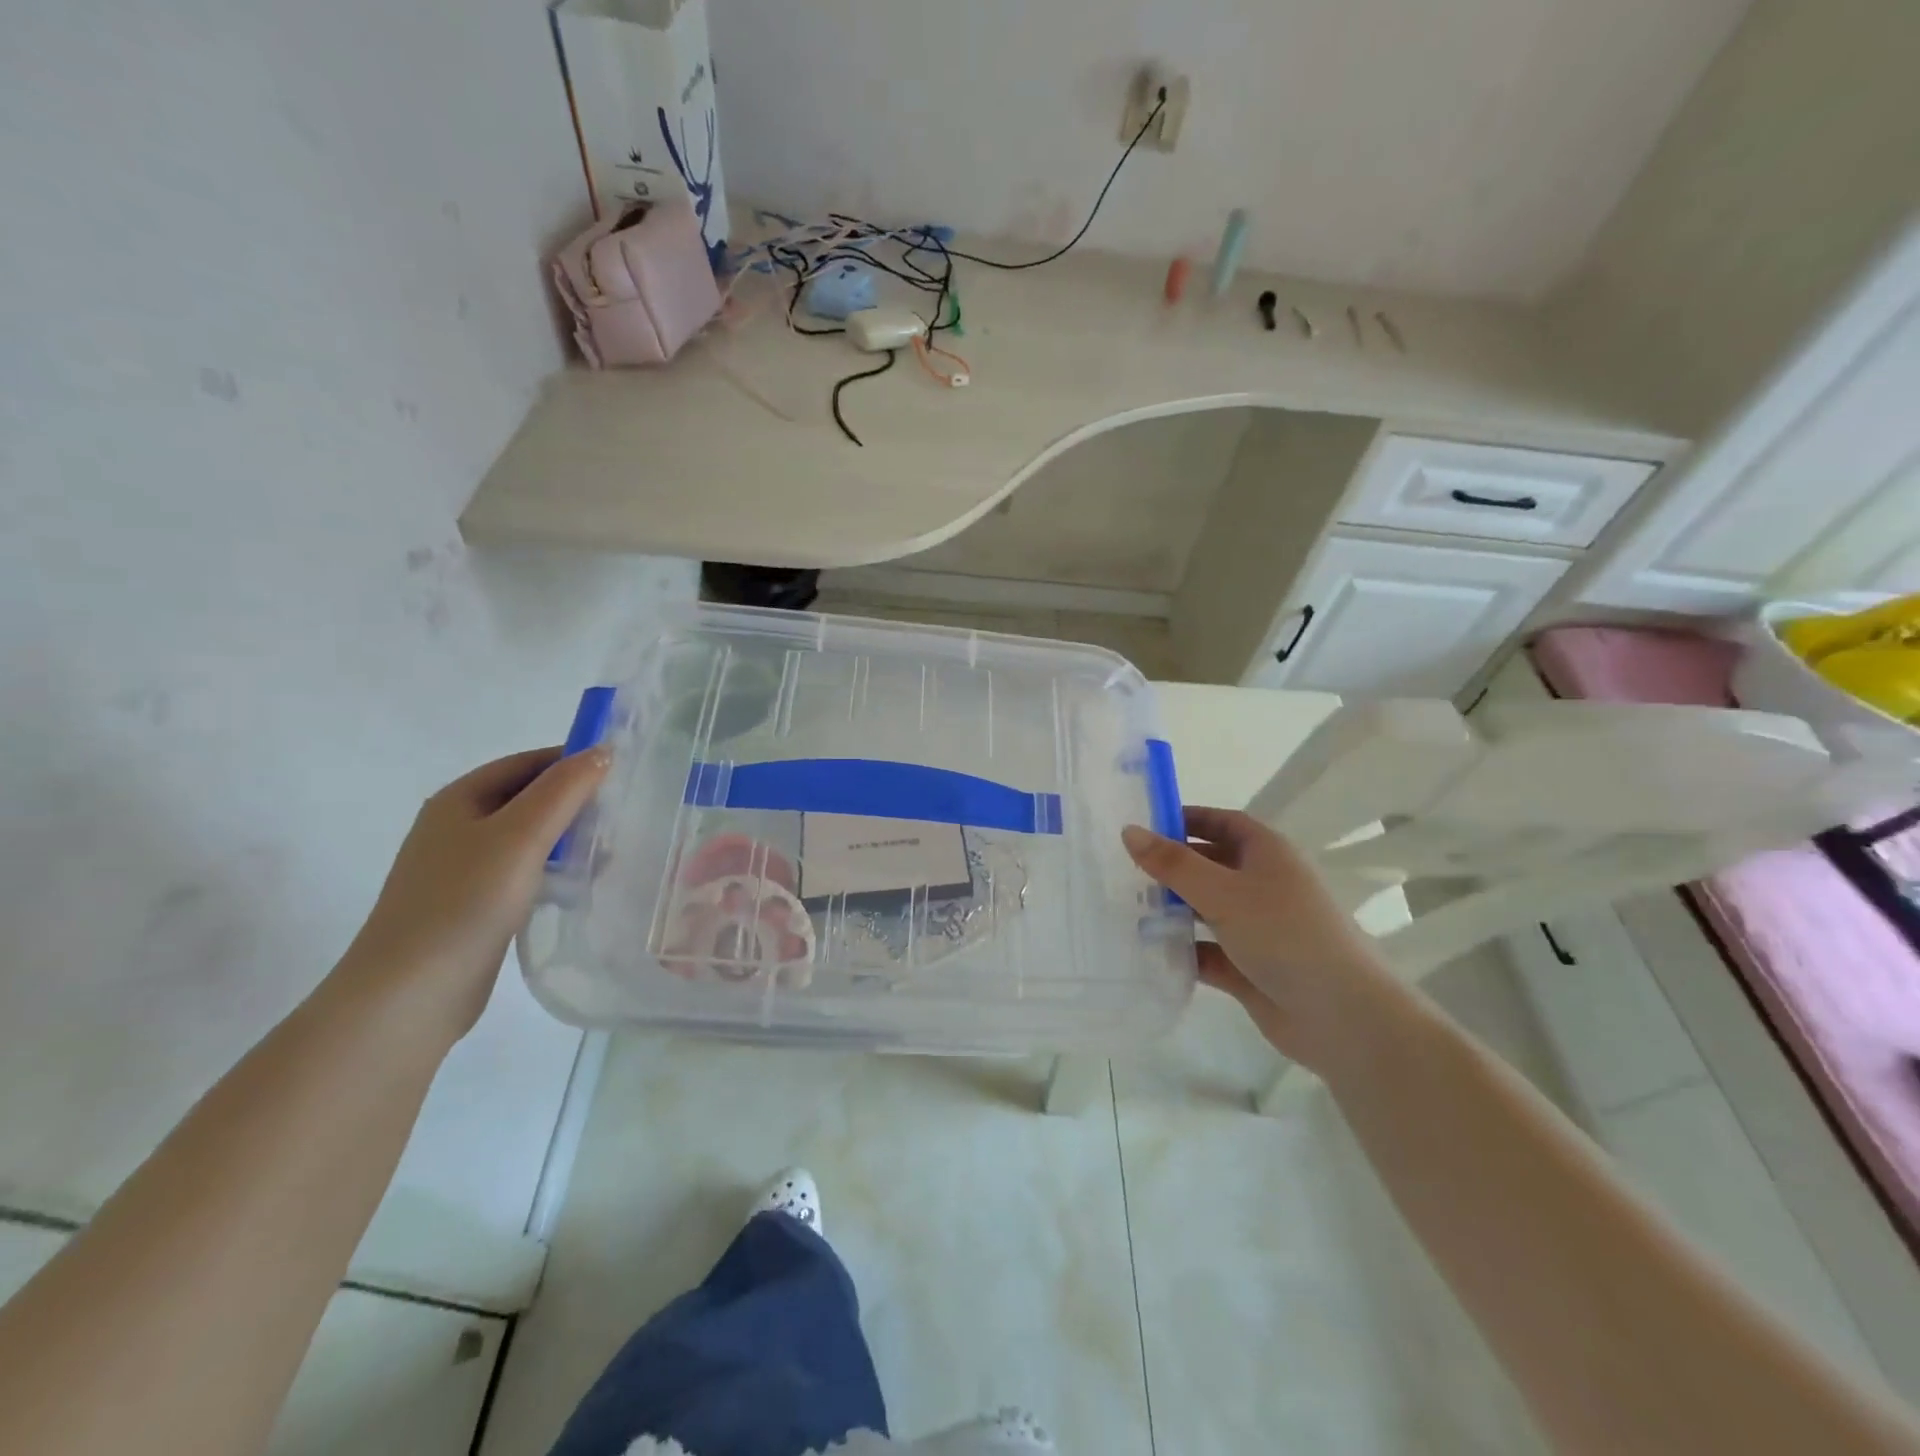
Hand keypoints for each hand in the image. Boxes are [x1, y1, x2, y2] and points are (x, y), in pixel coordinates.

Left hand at [338, 747, 610, 1041]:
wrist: (411, 992)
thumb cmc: (466, 901)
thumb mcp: (521, 835)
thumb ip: (564, 790)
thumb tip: (602, 750)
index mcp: (459, 799)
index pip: (527, 762)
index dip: (573, 761)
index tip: (621, 773)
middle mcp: (457, 826)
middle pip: (528, 797)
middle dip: (575, 801)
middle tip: (622, 813)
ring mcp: (462, 867)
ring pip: (528, 836)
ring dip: (569, 836)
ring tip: (610, 850)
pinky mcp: (473, 903)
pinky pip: (523, 869)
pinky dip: (554, 867)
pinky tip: (579, 883)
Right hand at [1122, 808, 1392, 1069]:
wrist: (1342, 1017)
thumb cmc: (1284, 934)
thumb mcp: (1222, 891)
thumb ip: (1173, 863)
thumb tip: (1129, 830)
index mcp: (1267, 853)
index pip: (1221, 822)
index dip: (1185, 819)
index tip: (1142, 827)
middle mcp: (1263, 885)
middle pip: (1209, 865)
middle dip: (1171, 868)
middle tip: (1123, 871)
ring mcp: (1258, 928)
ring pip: (1206, 909)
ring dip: (1173, 910)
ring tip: (1126, 910)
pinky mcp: (1250, 967)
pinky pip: (1208, 951)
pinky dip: (1183, 950)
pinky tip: (1149, 952)